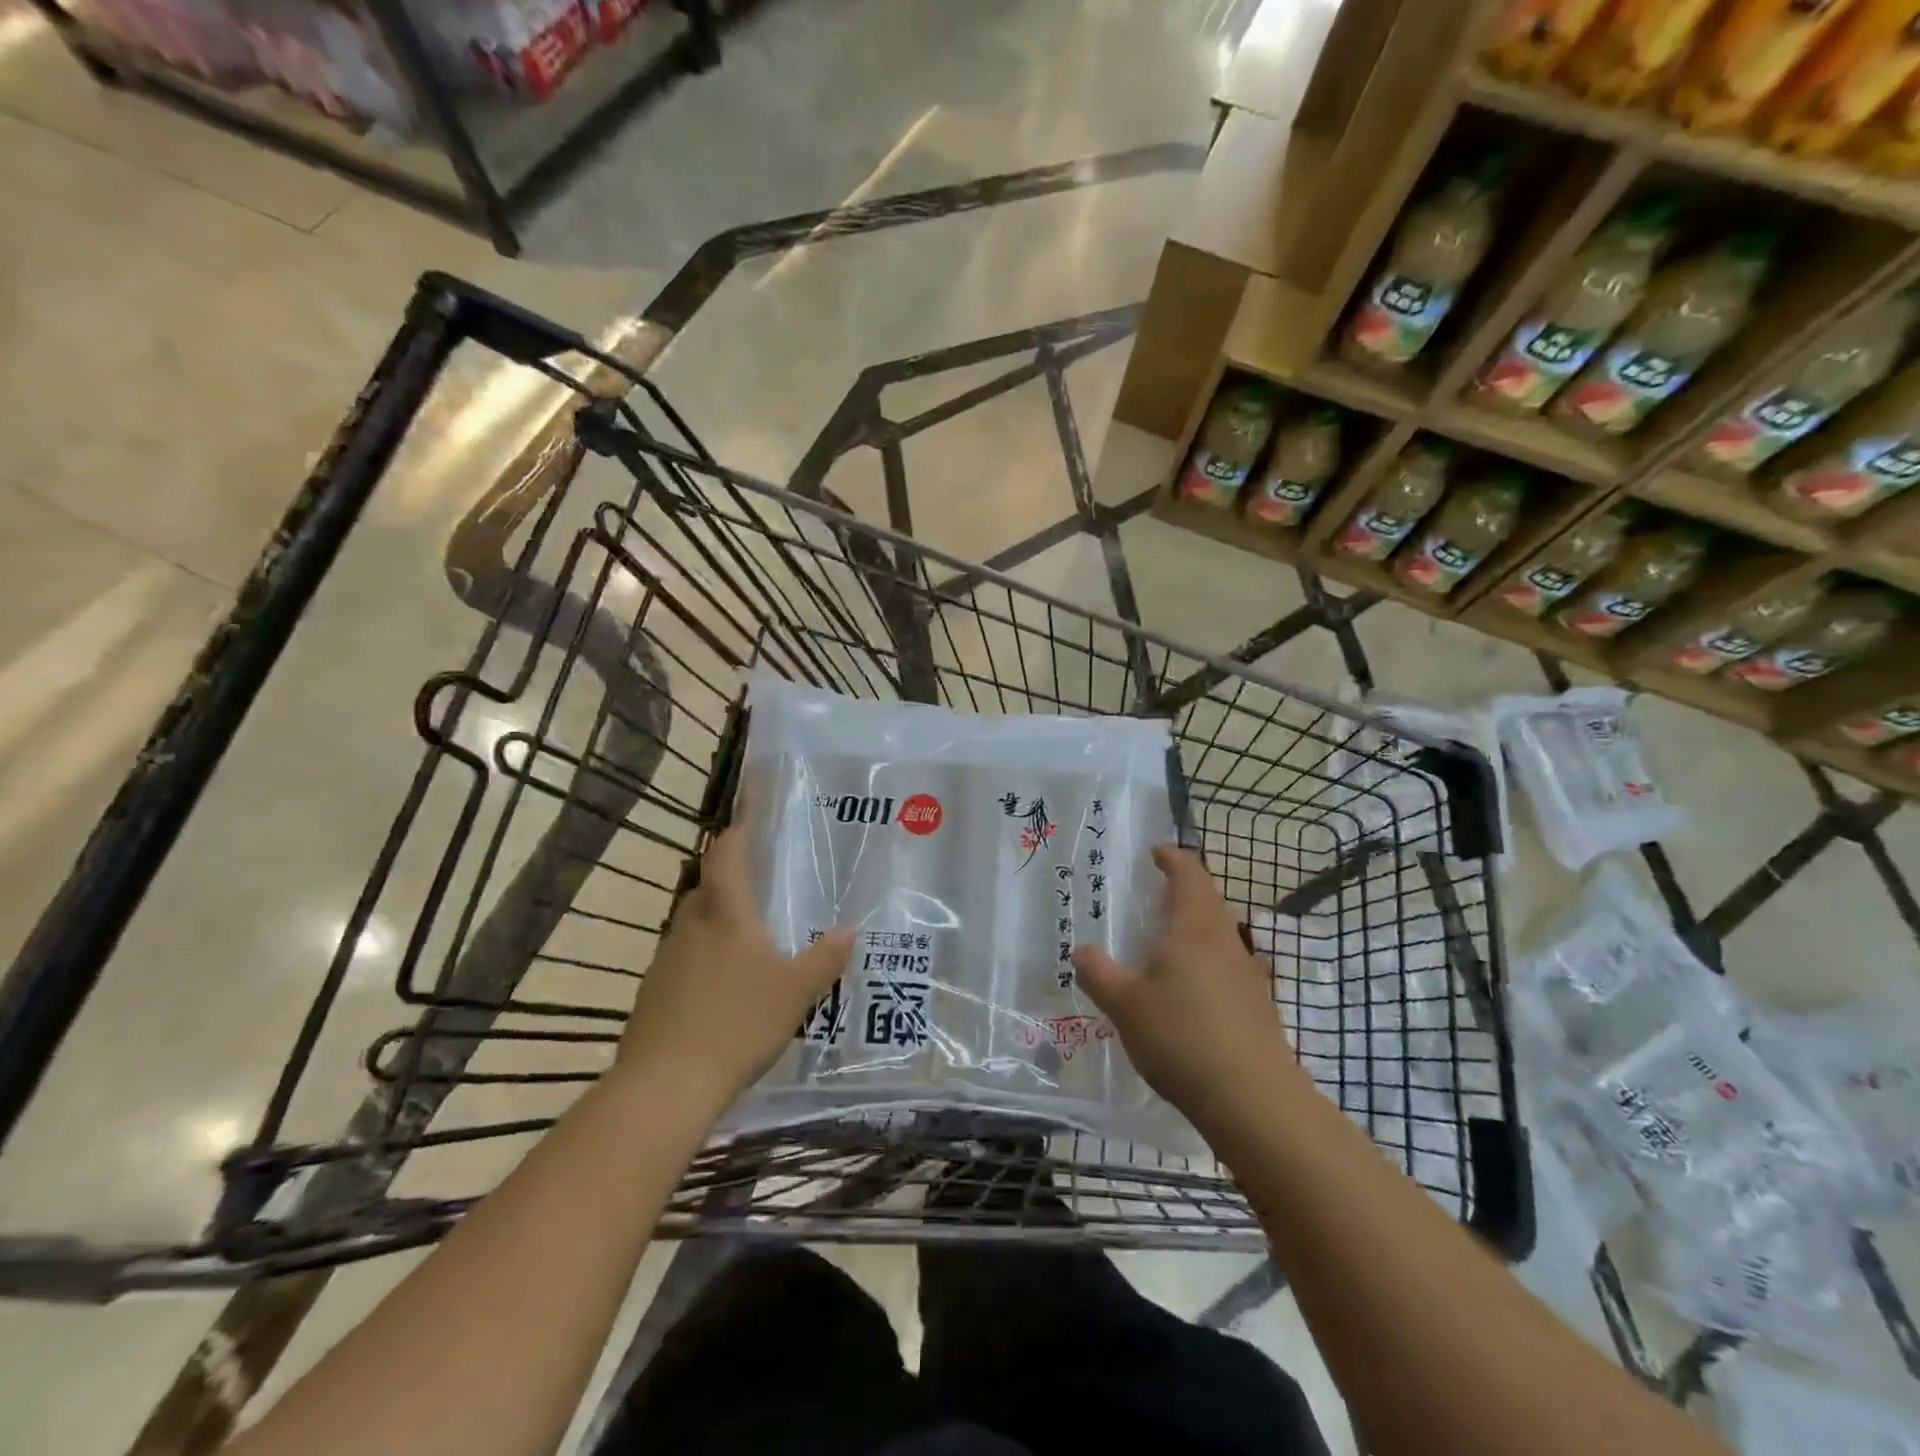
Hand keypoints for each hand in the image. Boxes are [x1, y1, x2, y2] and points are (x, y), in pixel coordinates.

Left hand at [617, 816, 852, 1108]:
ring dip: (719, 916)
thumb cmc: (737, 1024)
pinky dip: (706, 953)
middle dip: (732, 874)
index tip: (749, 799)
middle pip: (709, 885)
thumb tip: (850, 931)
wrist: (664, 1085)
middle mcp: (691, 925)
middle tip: (762, 876)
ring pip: (695, 921)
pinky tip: (725, 981)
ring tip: (749, 930)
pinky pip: (685, 955)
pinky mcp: (654, 991)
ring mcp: (666, 958)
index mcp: (725, 914)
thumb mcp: (795, 992)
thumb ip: (824, 959)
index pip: (729, 854)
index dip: (741, 825)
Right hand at [1071, 845, 1298, 1134]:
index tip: (1155, 852)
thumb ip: (1099, 974)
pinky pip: (1228, 965)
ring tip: (1166, 942)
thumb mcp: (1125, 1005)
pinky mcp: (1258, 1005)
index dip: (1172, 858)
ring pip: (1221, 933)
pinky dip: (1207, 960)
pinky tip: (1190, 990)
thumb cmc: (1182, 1037)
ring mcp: (1248, 973)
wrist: (1253, 1099)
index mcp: (1194, 927)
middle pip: (1209, 900)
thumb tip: (1082, 951)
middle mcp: (1226, 940)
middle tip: (1154, 894)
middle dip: (1184, 890)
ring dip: (1196, 926)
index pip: (1189, 874)